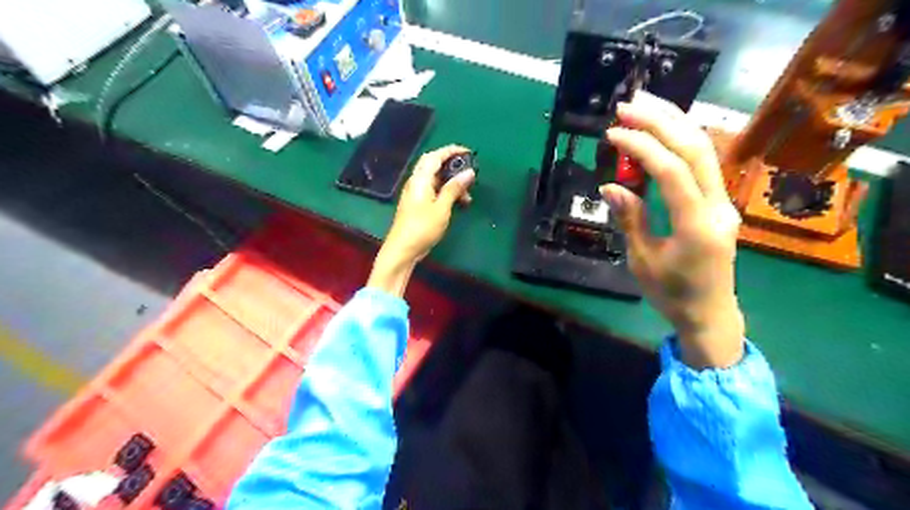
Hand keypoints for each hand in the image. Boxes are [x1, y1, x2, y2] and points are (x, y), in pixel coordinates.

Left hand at [365, 143, 476, 293]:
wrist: (402, 249)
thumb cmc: (422, 228)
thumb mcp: (442, 208)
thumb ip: (454, 188)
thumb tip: (469, 172)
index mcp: (420, 179)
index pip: (435, 156)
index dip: (451, 150)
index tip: (468, 152)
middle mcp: (416, 182)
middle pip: (433, 165)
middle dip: (452, 165)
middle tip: (468, 172)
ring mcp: (415, 193)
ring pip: (435, 180)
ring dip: (451, 183)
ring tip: (467, 196)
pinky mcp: (416, 204)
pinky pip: (433, 190)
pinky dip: (446, 192)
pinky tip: (457, 203)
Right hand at [602, 91, 742, 367]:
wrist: (710, 313)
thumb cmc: (671, 293)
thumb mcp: (642, 260)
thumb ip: (630, 218)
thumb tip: (610, 185)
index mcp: (697, 226)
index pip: (673, 172)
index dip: (643, 146)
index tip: (613, 133)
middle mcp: (718, 206)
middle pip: (696, 149)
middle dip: (661, 121)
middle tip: (629, 104)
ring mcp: (724, 202)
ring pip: (704, 150)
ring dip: (674, 123)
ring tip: (645, 104)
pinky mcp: (719, 202)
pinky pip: (702, 164)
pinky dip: (680, 141)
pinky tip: (662, 129)